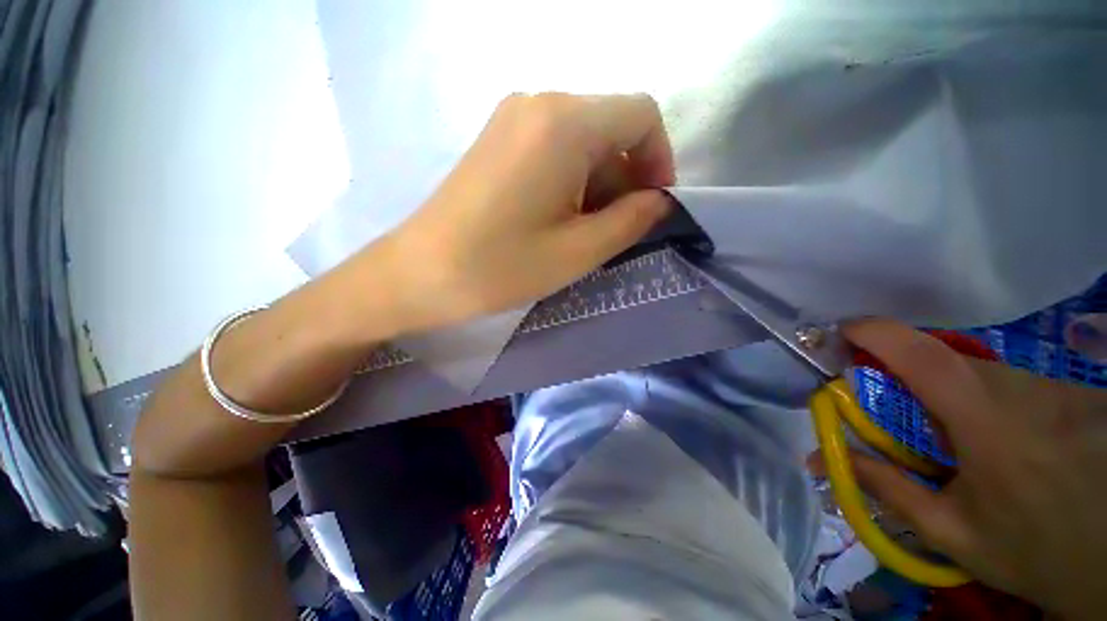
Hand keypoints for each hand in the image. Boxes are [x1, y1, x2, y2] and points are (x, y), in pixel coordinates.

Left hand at [378, 93, 674, 327]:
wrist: (422, 273)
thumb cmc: (503, 266)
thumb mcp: (581, 251)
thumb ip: (632, 220)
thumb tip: (659, 201)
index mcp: (564, 122)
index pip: (641, 115)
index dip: (660, 160)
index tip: (653, 206)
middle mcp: (539, 103)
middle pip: (610, 128)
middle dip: (626, 179)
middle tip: (616, 230)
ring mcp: (512, 119)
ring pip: (583, 141)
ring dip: (598, 184)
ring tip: (583, 232)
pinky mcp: (497, 140)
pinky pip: (554, 149)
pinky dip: (571, 181)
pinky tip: (557, 219)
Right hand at [827, 319, 1106, 619]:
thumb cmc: (1033, 549)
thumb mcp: (954, 532)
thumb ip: (889, 489)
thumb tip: (824, 457)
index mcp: (986, 420)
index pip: (921, 355)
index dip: (874, 333)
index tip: (839, 332)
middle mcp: (1019, 389)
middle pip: (943, 363)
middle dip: (904, 377)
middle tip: (894, 415)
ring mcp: (1051, 386)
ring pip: (978, 374)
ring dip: (948, 396)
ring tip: (959, 445)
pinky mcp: (1071, 391)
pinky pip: (1009, 385)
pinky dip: (985, 404)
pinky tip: (1002, 446)